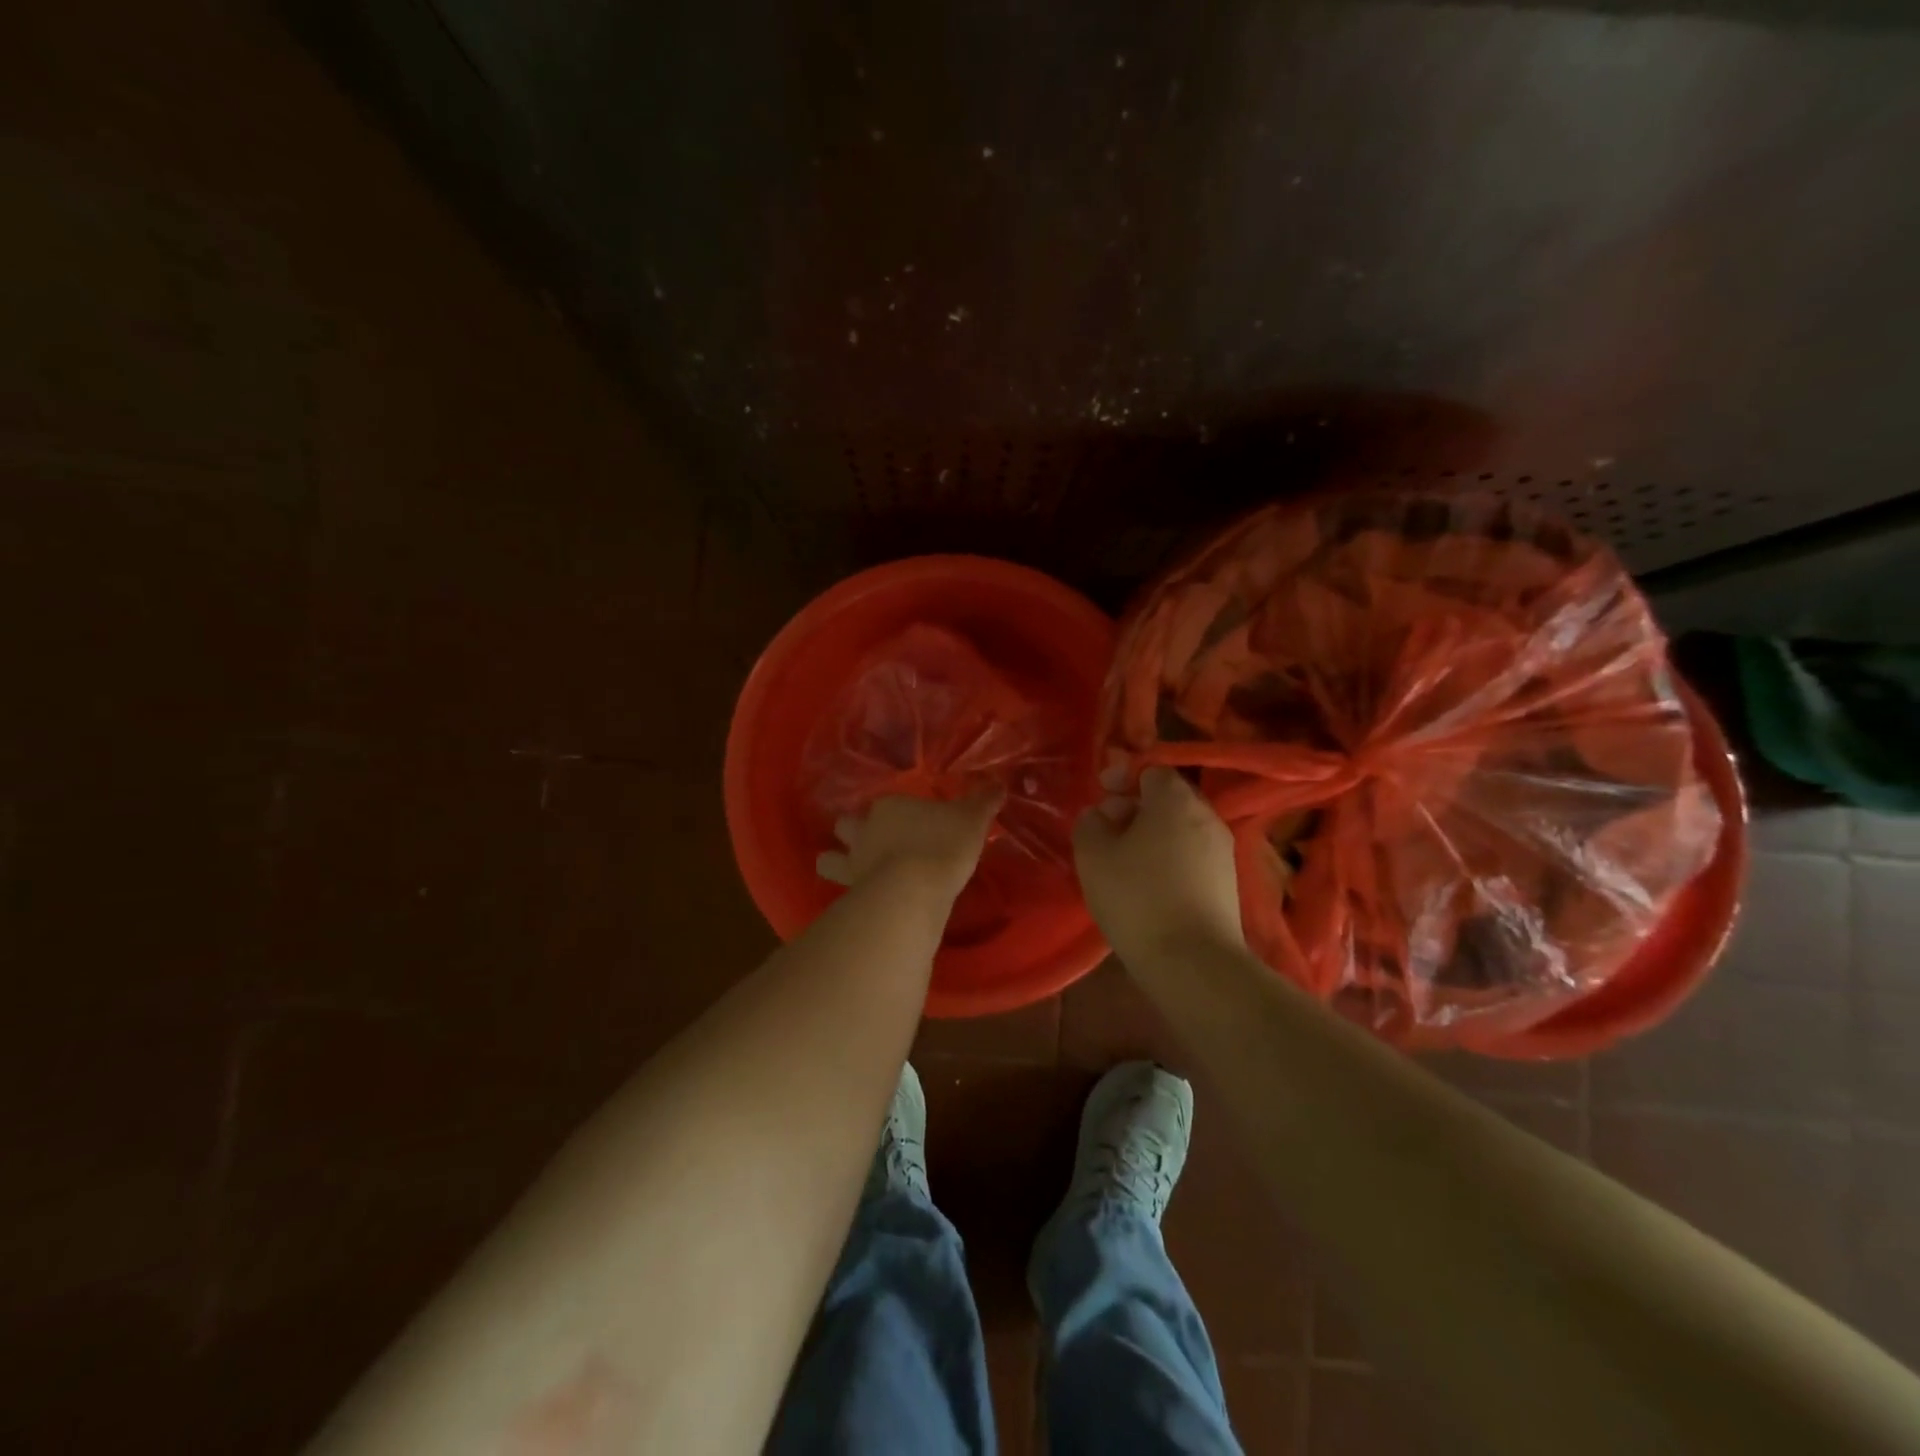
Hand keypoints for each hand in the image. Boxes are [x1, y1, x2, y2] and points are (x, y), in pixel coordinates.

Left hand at [816, 790, 1002, 901]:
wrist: (915, 889)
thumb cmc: (944, 844)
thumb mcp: (972, 818)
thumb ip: (984, 801)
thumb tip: (999, 784)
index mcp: (890, 807)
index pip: (887, 803)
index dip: (896, 812)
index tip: (912, 821)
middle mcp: (865, 831)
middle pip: (847, 825)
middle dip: (852, 830)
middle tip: (871, 841)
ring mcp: (854, 864)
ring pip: (829, 859)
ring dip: (836, 861)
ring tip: (851, 870)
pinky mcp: (852, 894)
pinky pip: (842, 892)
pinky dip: (847, 895)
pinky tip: (860, 901)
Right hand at [1073, 766, 1245, 963]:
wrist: (1193, 962)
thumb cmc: (1137, 897)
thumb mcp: (1093, 855)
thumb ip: (1091, 823)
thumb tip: (1100, 815)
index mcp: (1175, 799)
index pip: (1151, 770)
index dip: (1123, 778)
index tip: (1101, 795)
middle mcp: (1206, 816)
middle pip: (1168, 799)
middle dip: (1136, 809)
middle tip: (1106, 832)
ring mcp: (1222, 851)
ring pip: (1180, 830)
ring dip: (1152, 838)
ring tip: (1124, 864)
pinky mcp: (1228, 883)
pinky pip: (1192, 857)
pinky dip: (1169, 862)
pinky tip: (1149, 888)